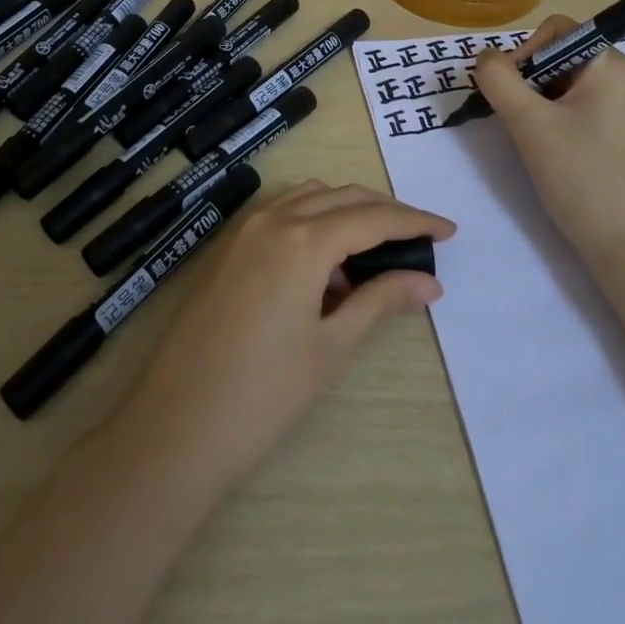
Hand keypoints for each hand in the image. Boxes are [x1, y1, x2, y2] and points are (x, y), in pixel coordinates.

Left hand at [111, 181, 454, 495]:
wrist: (175, 425)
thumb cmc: (263, 394)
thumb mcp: (331, 346)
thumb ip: (380, 300)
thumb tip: (429, 281)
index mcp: (303, 240)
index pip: (372, 217)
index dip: (414, 221)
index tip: (449, 229)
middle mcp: (273, 219)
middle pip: (343, 197)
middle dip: (385, 212)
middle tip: (419, 240)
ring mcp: (245, 229)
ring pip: (310, 198)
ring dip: (347, 211)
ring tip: (374, 252)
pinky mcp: (228, 246)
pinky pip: (282, 213)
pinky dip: (313, 221)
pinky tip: (326, 265)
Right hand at [472, 15, 624, 268]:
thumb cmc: (581, 176)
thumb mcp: (529, 122)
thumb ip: (498, 79)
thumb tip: (485, 58)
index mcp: (610, 64)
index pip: (555, 30)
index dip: (524, 52)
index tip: (510, 91)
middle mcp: (619, 77)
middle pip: (556, 55)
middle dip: (527, 80)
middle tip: (516, 118)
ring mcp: (619, 106)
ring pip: (559, 83)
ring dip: (534, 102)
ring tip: (531, 138)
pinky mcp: (613, 133)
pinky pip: (572, 107)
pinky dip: (549, 119)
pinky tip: (546, 149)